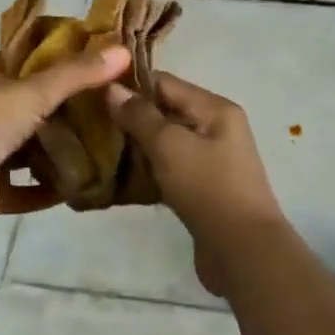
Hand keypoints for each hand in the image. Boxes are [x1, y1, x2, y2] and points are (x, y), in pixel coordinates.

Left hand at [0, 46, 130, 231]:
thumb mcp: (37, 89)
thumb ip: (79, 73)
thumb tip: (124, 51)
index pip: (15, 61)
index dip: (42, 58)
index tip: (78, 60)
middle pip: (22, 107)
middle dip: (55, 109)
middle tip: (98, 109)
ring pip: (23, 149)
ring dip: (50, 152)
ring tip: (94, 149)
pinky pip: (22, 190)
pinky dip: (44, 191)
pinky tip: (74, 189)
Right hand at [106, 72, 283, 295]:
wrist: (243, 251)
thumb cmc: (208, 188)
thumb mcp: (169, 145)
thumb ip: (140, 116)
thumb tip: (112, 88)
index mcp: (215, 108)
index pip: (165, 83)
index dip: (130, 86)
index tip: (93, 95)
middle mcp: (216, 128)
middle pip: (166, 111)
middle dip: (131, 117)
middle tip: (91, 125)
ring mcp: (211, 160)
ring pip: (166, 142)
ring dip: (137, 145)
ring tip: (99, 149)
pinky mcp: (203, 188)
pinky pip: (170, 168)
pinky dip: (149, 169)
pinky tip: (121, 177)